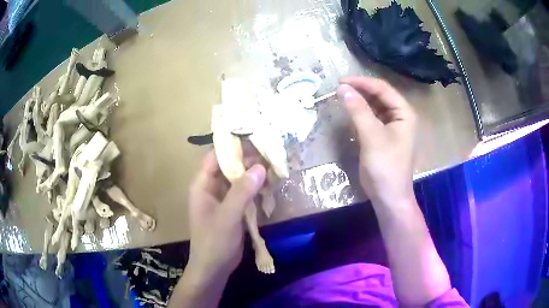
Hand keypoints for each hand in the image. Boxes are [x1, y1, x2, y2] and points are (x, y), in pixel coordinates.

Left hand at [185, 151, 265, 285]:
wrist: (214, 268)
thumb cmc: (214, 242)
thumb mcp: (227, 217)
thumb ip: (242, 192)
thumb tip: (260, 167)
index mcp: (203, 185)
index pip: (216, 156)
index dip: (233, 146)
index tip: (254, 138)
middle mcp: (212, 188)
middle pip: (230, 166)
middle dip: (249, 161)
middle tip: (271, 154)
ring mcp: (224, 199)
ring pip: (240, 179)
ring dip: (255, 175)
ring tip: (274, 168)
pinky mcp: (233, 209)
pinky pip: (245, 193)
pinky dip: (256, 189)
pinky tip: (270, 186)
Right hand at [337, 77, 416, 205]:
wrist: (388, 197)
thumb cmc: (385, 166)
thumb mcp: (372, 136)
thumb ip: (358, 110)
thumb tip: (342, 88)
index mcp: (404, 113)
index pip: (383, 89)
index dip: (363, 83)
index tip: (341, 81)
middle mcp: (400, 116)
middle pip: (380, 96)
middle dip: (360, 90)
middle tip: (339, 88)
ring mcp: (393, 127)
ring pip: (375, 106)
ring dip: (359, 101)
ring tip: (341, 97)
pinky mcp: (383, 136)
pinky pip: (372, 118)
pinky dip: (360, 114)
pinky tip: (350, 112)